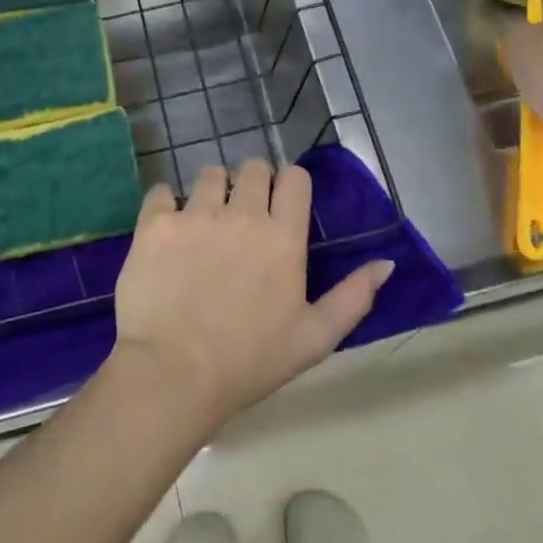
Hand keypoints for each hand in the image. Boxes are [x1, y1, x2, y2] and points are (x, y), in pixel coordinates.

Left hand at [112, 159, 394, 426]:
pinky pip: (161, 192)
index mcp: (283, 236)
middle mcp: (242, 213)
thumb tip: (386, 263)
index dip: (290, 185)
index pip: (294, 177)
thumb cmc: (250, 362)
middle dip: (252, 184)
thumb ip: (354, 296)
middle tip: (243, 216)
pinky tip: (167, 230)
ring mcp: (195, 214)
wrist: (174, 375)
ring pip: (210, 174)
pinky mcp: (156, 223)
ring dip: (212, 190)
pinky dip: (166, 205)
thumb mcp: (315, 338)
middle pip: (253, 167)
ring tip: (205, 221)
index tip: (281, 205)